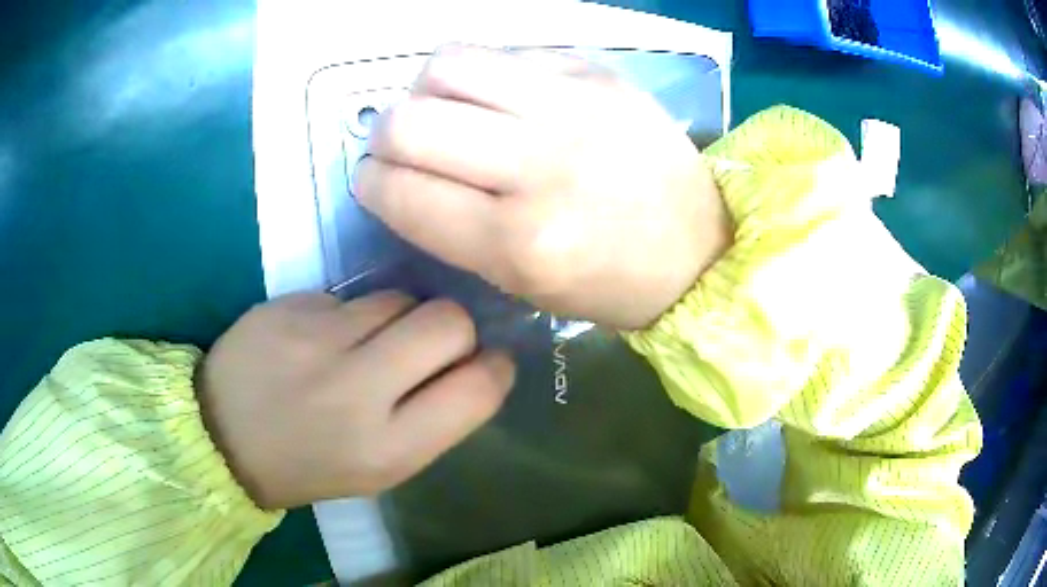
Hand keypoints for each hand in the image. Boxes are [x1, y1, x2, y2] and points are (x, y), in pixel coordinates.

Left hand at [197, 292, 514, 508]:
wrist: (221, 437)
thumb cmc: (308, 466)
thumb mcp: (380, 469)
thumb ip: (432, 421)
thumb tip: (472, 365)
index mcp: (388, 449)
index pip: (477, 389)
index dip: (495, 368)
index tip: (488, 362)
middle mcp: (358, 390)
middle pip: (449, 322)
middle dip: (455, 329)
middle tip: (430, 345)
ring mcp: (319, 338)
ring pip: (401, 297)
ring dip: (400, 318)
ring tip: (366, 345)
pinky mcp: (291, 305)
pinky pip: (352, 296)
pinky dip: (352, 315)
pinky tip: (323, 338)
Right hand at [355, 45, 731, 330]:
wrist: (699, 248)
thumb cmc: (610, 283)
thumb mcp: (520, 282)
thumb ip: (449, 226)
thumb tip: (396, 174)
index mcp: (519, 242)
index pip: (401, 192)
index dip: (369, 183)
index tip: (371, 180)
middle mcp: (540, 164)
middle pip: (409, 120)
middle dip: (386, 135)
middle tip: (403, 146)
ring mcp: (573, 105)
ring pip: (447, 65)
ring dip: (426, 89)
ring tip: (446, 109)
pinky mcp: (596, 72)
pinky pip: (504, 53)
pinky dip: (482, 74)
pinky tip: (499, 97)